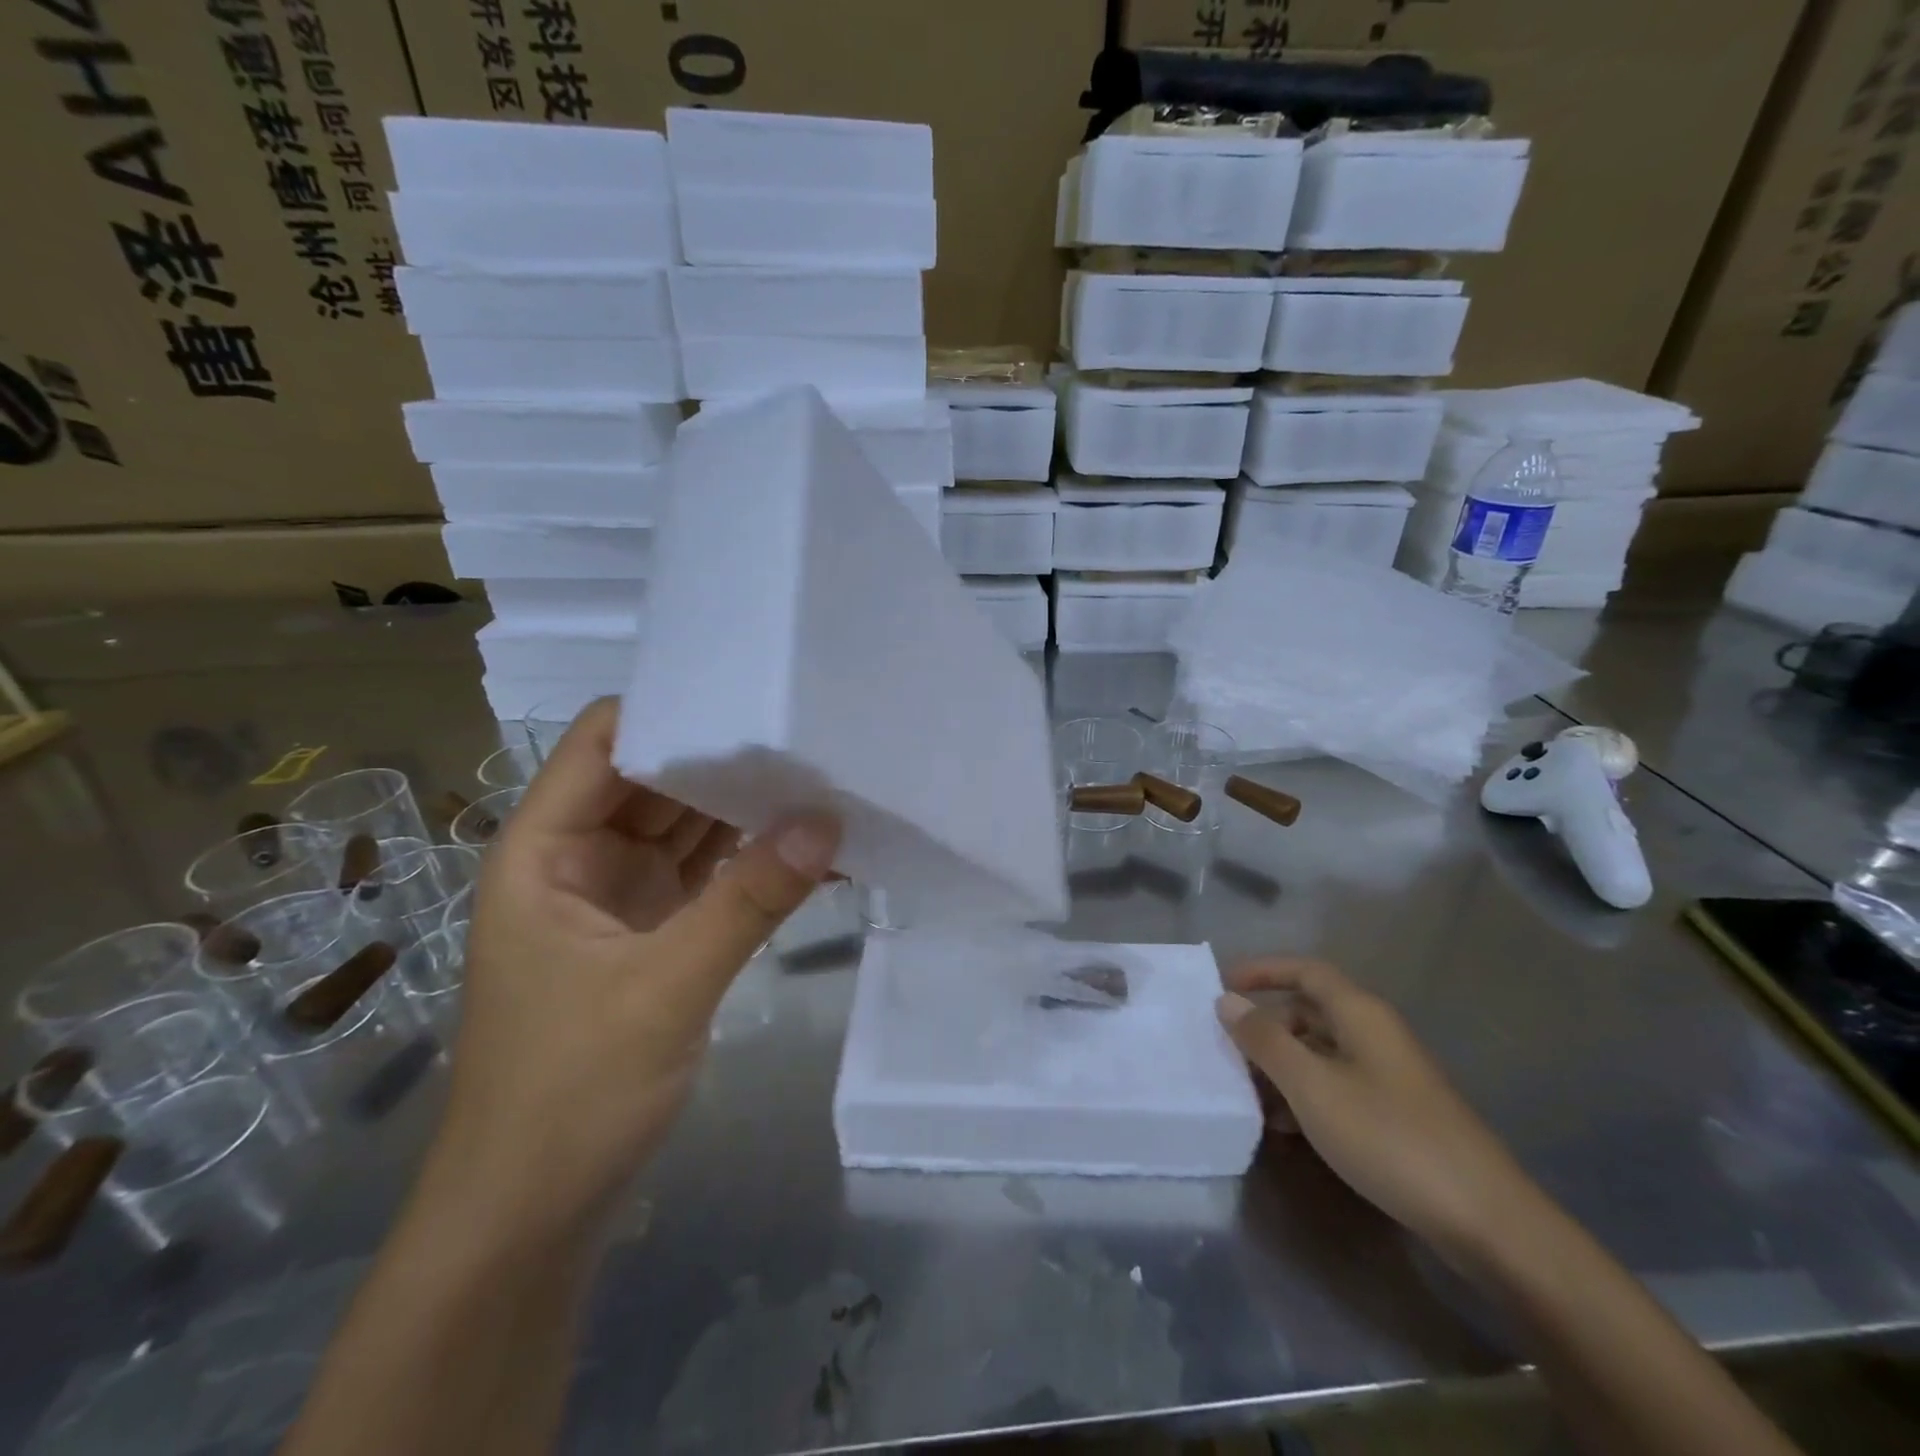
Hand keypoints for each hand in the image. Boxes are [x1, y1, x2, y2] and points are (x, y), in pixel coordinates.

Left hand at [427, 699, 839, 1236]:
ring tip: (822, 774)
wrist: (534, 1217)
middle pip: (657, 780)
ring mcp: (623, 899)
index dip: (670, 710)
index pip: (605, 743)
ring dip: (746, 809)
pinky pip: (711, 878)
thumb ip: (748, 900)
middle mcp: (583, 860)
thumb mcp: (665, 987)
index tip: (750, 691)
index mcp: (547, 849)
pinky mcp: (658, 936)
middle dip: (726, 757)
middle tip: (809, 728)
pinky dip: (753, 863)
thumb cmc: (569, 1094)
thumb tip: (826, 821)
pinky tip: (810, 851)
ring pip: (689, 828)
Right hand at [1216, 958, 1534, 1263]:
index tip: (1222, 984)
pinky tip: (1285, 1128)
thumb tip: (1227, 1000)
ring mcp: (1390, 1076)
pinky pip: (1338, 1087)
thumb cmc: (1389, 1138)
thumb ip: (1265, 1041)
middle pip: (1310, 1012)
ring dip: (1282, 1067)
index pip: (1305, 970)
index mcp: (1360, 1014)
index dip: (1263, 971)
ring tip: (1247, 1096)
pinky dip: (1306, 1096)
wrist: (1487, 1221)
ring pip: (1321, 1053)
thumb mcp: (1313, 1086)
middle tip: (1227, 1051)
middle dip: (1266, 1027)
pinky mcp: (1397, 1114)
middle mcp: (1376, 1034)